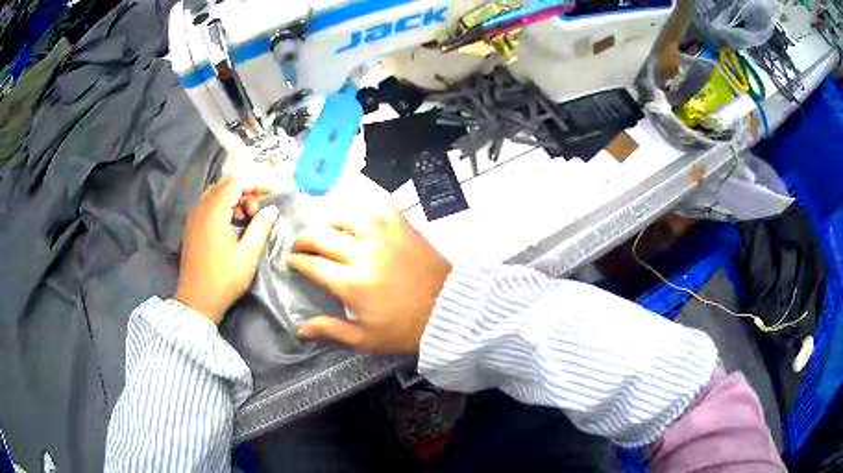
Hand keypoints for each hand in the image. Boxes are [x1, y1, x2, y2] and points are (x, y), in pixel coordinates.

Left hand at [175, 175, 278, 323]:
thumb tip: (271, 209)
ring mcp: (195, 216)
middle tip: (261, 205)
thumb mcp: (247, 255)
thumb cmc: (223, 280)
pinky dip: (225, 205)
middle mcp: (201, 207)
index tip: (275, 189)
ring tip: (249, 215)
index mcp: (214, 212)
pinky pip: (210, 203)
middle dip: (248, 187)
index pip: (237, 181)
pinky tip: (235, 221)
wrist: (196, 302)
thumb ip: (260, 227)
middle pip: (226, 182)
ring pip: (218, 192)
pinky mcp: (193, 225)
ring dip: (236, 196)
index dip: (258, 180)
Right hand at [287, 188, 451, 353]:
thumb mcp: (365, 339)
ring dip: (330, 221)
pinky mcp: (402, 226)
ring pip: (346, 216)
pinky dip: (367, 197)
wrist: (449, 310)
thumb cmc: (405, 329)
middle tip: (299, 244)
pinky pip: (381, 203)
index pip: (312, 265)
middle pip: (321, 237)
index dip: (296, 261)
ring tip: (328, 229)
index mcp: (350, 284)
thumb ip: (329, 330)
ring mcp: (383, 235)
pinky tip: (358, 201)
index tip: (290, 260)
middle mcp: (362, 254)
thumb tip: (298, 330)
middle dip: (303, 239)